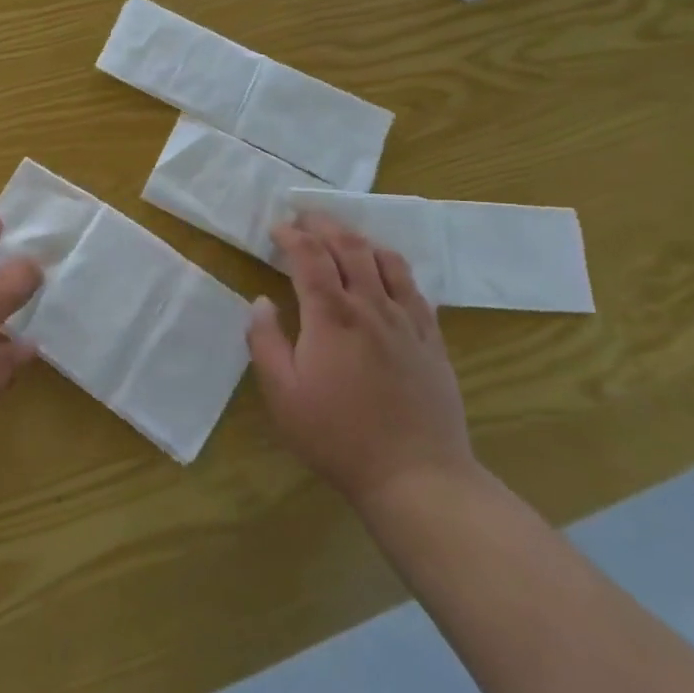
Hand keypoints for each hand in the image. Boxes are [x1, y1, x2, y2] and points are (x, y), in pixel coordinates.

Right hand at [247, 213, 477, 516]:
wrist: (416, 475)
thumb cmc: (338, 436)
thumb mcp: (283, 394)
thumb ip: (266, 341)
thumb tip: (261, 301)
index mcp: (331, 315)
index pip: (309, 257)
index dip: (292, 235)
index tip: (276, 227)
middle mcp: (371, 306)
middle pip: (349, 247)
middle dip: (324, 225)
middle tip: (304, 217)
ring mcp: (407, 320)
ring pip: (385, 259)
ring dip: (359, 238)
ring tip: (342, 234)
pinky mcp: (432, 339)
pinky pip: (414, 287)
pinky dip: (394, 265)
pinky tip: (386, 269)